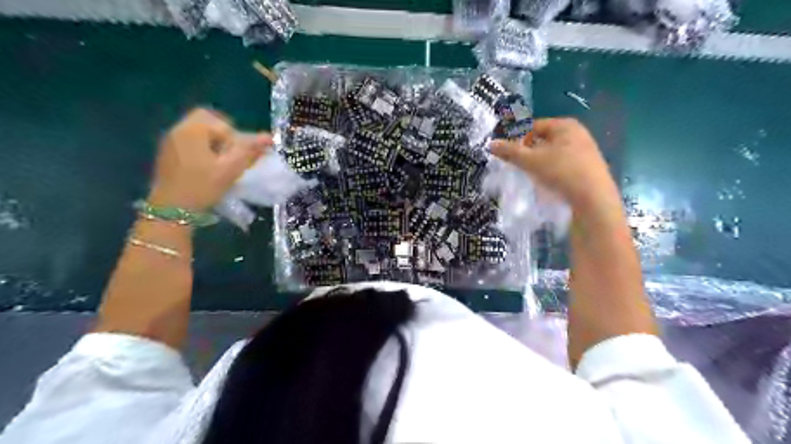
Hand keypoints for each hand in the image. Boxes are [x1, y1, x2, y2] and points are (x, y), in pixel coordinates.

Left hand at [149, 108, 274, 208]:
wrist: (171, 209)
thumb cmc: (202, 187)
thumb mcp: (230, 170)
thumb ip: (249, 151)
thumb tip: (267, 138)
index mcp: (193, 130)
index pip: (224, 124)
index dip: (237, 139)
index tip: (239, 158)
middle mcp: (179, 128)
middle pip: (207, 119)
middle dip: (225, 133)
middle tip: (232, 153)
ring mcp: (170, 139)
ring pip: (198, 128)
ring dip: (214, 140)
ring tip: (221, 161)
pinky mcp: (167, 151)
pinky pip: (189, 138)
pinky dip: (203, 145)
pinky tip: (206, 165)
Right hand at [492, 118, 620, 214]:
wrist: (594, 200)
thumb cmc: (561, 172)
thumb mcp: (531, 161)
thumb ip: (510, 151)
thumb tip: (490, 144)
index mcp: (565, 125)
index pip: (533, 126)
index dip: (518, 139)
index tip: (509, 155)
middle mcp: (577, 134)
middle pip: (543, 139)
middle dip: (528, 152)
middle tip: (518, 166)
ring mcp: (585, 151)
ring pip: (552, 153)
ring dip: (539, 163)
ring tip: (531, 176)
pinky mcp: (588, 168)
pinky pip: (562, 164)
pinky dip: (551, 171)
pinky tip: (548, 183)